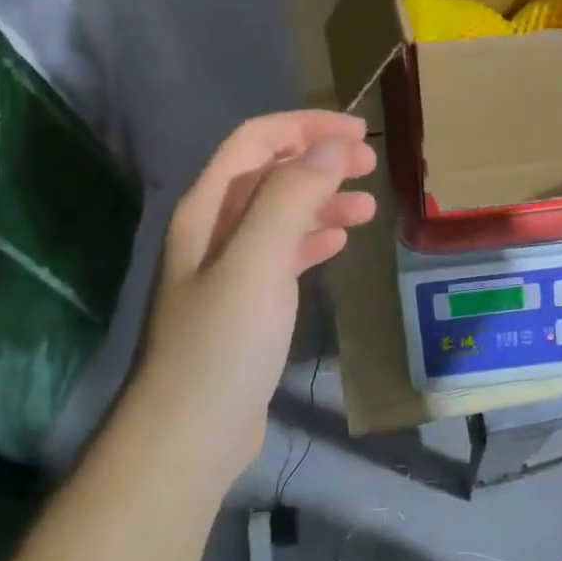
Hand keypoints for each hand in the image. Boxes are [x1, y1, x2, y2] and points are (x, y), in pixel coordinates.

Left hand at [124, 112, 376, 489]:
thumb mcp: (257, 262)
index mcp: (207, 209)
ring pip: (281, 214)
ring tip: (367, 206)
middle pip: (270, 173)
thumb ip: (292, 198)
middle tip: (370, 164)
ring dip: (322, 201)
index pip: (256, 141)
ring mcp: (230, 267)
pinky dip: (313, 239)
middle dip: (319, 160)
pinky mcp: (248, 302)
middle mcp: (214, 229)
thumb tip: (332, 145)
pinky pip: (284, 253)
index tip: (357, 132)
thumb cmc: (222, 344)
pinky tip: (339, 243)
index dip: (305, 127)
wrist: (191, 433)